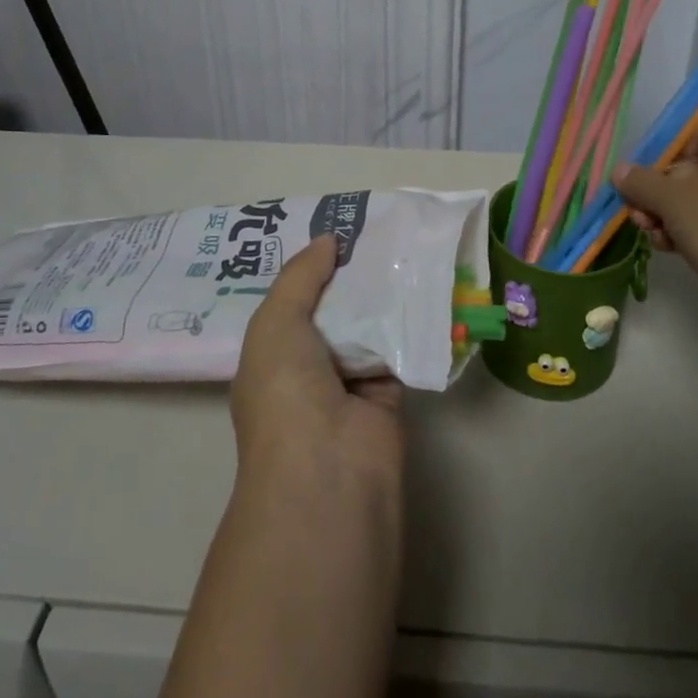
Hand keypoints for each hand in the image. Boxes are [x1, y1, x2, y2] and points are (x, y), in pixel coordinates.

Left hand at [232, 235, 403, 493]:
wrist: (329, 467)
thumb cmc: (286, 391)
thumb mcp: (276, 323)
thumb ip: (300, 278)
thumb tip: (327, 240)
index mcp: (272, 355)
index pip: (292, 301)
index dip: (310, 268)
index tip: (336, 231)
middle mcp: (309, 367)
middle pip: (333, 309)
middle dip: (351, 275)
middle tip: (378, 229)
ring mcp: (349, 381)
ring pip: (368, 325)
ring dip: (383, 294)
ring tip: (404, 243)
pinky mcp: (389, 392)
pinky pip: (399, 346)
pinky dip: (410, 321)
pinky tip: (424, 281)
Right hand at [611, 121, 697, 296]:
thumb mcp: (671, 198)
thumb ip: (640, 181)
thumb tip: (619, 170)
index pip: (689, 136)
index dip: (659, 153)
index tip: (636, 176)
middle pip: (687, 171)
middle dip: (655, 193)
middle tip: (636, 212)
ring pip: (694, 202)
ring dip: (665, 216)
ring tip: (650, 233)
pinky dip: (686, 233)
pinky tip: (668, 248)